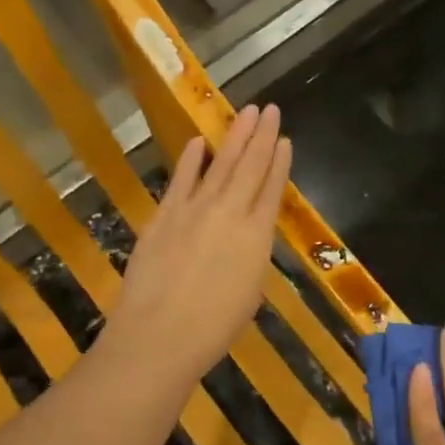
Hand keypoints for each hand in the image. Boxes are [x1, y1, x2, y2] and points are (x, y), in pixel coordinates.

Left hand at [107, 105, 292, 381]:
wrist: (160, 334)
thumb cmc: (214, 327)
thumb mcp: (249, 291)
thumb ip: (250, 255)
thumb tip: (247, 236)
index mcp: (257, 235)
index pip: (272, 188)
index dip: (280, 161)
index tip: (285, 139)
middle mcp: (230, 212)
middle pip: (250, 166)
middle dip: (261, 136)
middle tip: (268, 109)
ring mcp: (195, 209)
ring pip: (220, 164)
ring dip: (234, 136)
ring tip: (245, 112)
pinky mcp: (165, 214)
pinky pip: (181, 179)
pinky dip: (191, 159)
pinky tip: (198, 141)